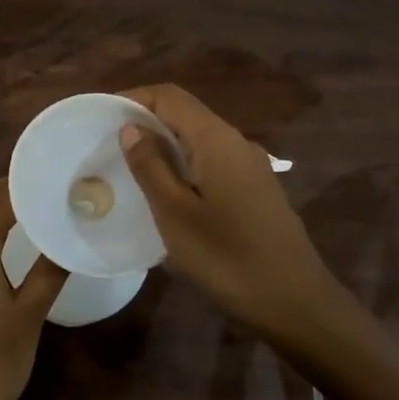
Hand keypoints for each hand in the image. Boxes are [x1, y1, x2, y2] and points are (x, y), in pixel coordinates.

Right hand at [120, 84, 350, 339]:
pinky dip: (184, 165)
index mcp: (216, 139)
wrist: (297, 303)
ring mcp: (251, 165)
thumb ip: (150, 166)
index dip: (134, 98)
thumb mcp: (175, 213)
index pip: (170, 96)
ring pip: (199, 139)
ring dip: (165, 145)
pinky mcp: (256, 189)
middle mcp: (236, 142)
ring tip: (132, 169)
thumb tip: (131, 128)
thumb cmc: (228, 258)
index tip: (102, 116)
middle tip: (110, 145)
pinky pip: (212, 162)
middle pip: (185, 114)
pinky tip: (168, 194)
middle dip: (146, 121)